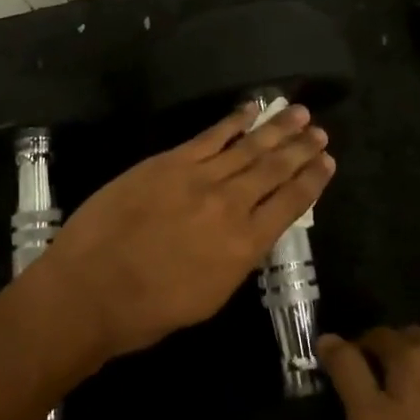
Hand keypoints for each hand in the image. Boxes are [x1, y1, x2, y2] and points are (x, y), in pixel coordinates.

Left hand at [36, 104, 334, 361]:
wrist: (90, 289)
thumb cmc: (147, 310)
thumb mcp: (209, 298)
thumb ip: (236, 259)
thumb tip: (250, 231)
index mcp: (244, 247)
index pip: (289, 205)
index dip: (312, 182)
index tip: (328, 163)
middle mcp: (231, 206)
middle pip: (275, 170)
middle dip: (301, 150)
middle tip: (321, 133)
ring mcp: (201, 178)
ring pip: (249, 148)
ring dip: (277, 129)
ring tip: (300, 113)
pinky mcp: (171, 161)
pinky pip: (212, 135)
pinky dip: (235, 120)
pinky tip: (253, 109)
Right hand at [320, 326, 419, 419]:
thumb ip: (348, 375)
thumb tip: (327, 337)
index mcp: (411, 355)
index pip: (374, 334)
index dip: (354, 351)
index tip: (342, 379)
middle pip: (407, 342)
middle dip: (386, 357)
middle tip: (370, 393)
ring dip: (415, 376)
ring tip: (402, 412)